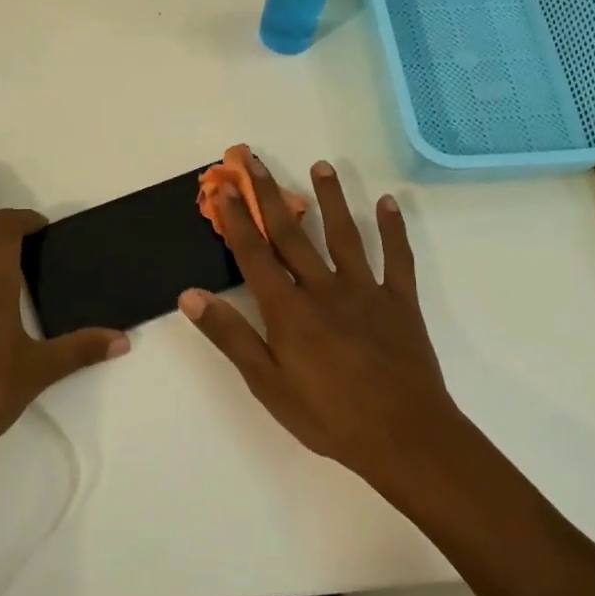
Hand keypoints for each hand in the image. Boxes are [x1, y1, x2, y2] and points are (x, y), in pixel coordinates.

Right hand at [179, 151, 463, 483]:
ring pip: (344, 235)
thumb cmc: (329, 416)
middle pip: (292, 233)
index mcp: (289, 310)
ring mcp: (366, 291)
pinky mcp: (400, 301)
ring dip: (331, 198)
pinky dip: (392, 229)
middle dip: (269, 194)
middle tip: (254, 159)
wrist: (404, 437)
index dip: (237, 218)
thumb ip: (231, 337)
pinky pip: (397, 258)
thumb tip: (190, 295)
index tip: (224, 186)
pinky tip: (387, 202)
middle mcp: (324, 288)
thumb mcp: (268, 384)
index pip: (255, 254)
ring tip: (321, 166)